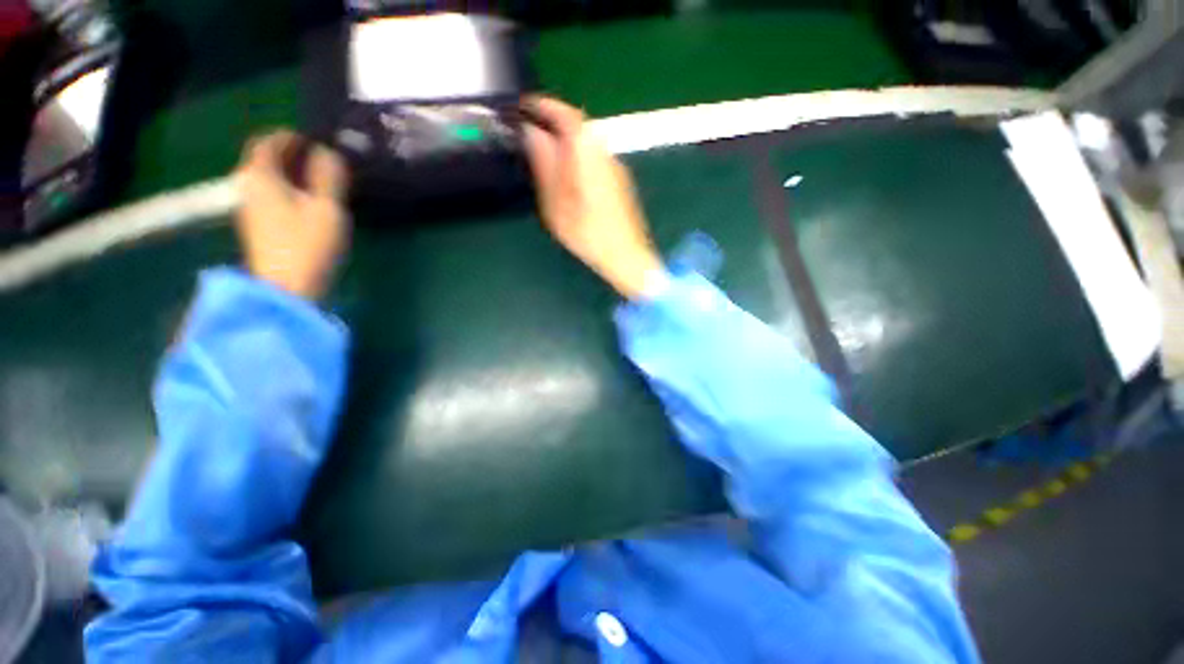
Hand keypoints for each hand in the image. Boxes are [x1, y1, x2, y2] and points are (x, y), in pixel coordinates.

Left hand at [234, 131, 349, 300]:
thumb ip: (328, 178)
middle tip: (320, 158)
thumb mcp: (327, 208)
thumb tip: (327, 152)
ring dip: (291, 173)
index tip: (312, 138)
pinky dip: (288, 190)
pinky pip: (271, 196)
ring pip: (268, 179)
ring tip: (319, 180)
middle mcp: (249, 188)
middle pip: (265, 160)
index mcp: (261, 177)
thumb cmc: (308, 245)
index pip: (266, 143)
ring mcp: (251, 209)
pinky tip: (309, 202)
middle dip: (290, 154)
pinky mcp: (259, 227)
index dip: (287, 136)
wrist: (287, 288)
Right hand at [522, 96, 665, 299]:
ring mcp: (615, 166)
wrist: (626, 255)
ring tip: (544, 153)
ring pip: (587, 143)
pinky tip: (568, 175)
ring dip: (565, 141)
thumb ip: (544, 164)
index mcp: (587, 151)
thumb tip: (531, 133)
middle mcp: (604, 151)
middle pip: (578, 126)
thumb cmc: (587, 233)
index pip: (565, 113)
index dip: (543, 105)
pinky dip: (577, 156)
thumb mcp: (557, 202)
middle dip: (552, 122)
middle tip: (530, 130)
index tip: (523, 107)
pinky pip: (594, 157)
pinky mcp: (620, 181)